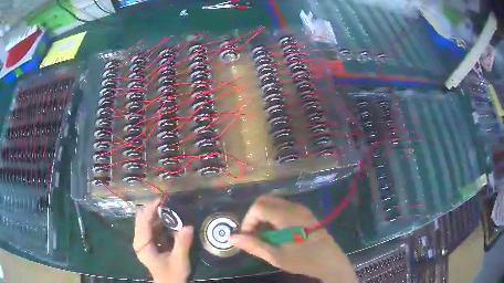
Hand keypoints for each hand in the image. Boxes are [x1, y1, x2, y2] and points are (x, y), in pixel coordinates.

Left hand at [133, 198, 193, 282]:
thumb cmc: (172, 274)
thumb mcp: (179, 260)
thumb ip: (183, 243)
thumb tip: (188, 226)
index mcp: (143, 245)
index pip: (143, 222)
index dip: (150, 209)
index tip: (162, 199)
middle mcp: (139, 241)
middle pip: (141, 219)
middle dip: (153, 210)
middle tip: (168, 204)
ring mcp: (142, 242)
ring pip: (146, 222)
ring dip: (157, 216)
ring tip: (171, 210)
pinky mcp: (148, 243)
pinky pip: (151, 228)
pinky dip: (159, 223)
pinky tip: (170, 223)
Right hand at [230, 195, 356, 282]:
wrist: (330, 261)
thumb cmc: (303, 260)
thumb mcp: (275, 256)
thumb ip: (253, 245)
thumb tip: (231, 237)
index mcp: (286, 215)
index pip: (258, 206)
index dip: (248, 220)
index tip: (248, 237)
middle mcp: (294, 207)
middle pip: (266, 200)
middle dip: (255, 215)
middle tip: (254, 234)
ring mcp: (302, 209)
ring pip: (275, 203)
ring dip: (265, 216)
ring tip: (266, 236)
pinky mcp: (306, 214)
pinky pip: (285, 208)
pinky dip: (275, 216)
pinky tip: (278, 233)